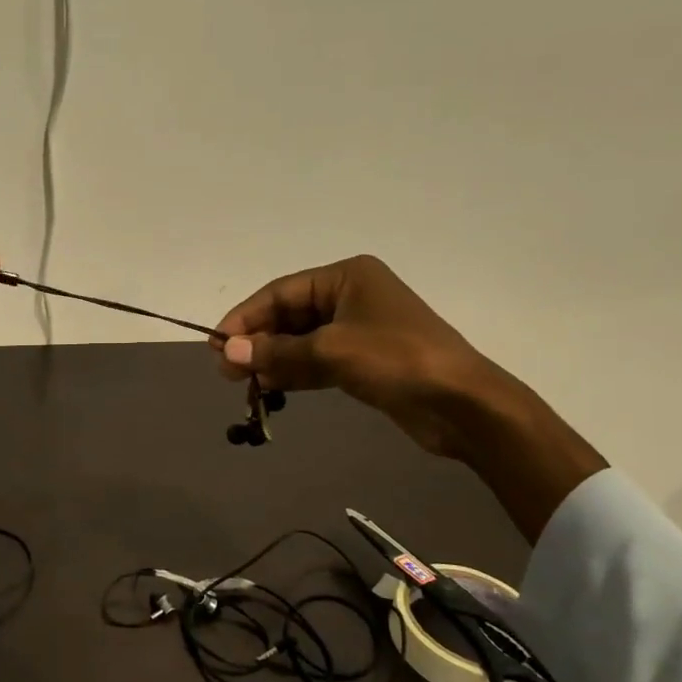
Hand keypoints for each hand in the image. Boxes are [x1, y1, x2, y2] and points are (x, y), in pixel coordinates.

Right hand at [214, 256, 605, 539]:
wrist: (463, 404)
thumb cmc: (397, 360)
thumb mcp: (331, 351)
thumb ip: (276, 351)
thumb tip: (228, 351)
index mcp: (347, 277)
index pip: (281, 291)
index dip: (246, 317)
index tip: (218, 344)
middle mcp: (351, 296)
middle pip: (289, 315)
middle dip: (258, 341)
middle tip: (227, 370)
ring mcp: (359, 330)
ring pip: (301, 340)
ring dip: (273, 359)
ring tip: (242, 382)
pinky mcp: (364, 361)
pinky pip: (317, 361)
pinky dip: (294, 373)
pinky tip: (271, 388)